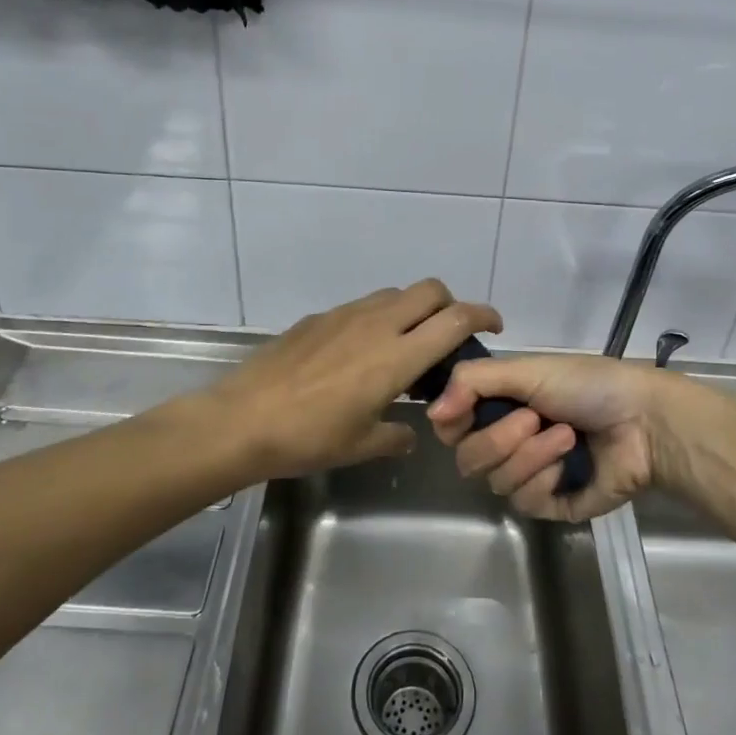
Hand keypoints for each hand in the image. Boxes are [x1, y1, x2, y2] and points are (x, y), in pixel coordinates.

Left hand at [204, 280, 500, 481]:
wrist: (242, 419)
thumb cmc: (309, 437)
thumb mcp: (361, 444)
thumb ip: (395, 435)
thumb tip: (409, 433)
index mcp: (398, 356)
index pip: (455, 319)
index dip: (483, 316)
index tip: (493, 327)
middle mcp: (377, 324)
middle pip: (430, 290)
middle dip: (450, 304)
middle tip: (448, 336)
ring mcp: (345, 315)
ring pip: (394, 294)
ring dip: (411, 310)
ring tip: (403, 346)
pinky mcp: (319, 317)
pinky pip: (361, 307)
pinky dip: (376, 319)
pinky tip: (357, 354)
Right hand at [426, 354, 689, 521]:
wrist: (644, 422)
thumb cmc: (587, 385)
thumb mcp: (526, 369)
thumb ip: (472, 382)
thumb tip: (429, 413)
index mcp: (499, 406)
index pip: (450, 427)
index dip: (453, 422)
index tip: (465, 411)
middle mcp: (508, 441)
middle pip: (468, 459)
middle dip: (500, 439)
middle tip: (535, 418)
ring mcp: (530, 475)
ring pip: (496, 482)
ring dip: (532, 455)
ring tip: (567, 436)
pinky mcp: (552, 505)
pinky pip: (525, 503)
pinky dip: (546, 480)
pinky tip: (571, 465)